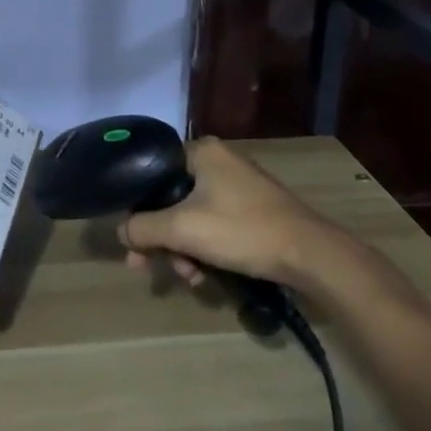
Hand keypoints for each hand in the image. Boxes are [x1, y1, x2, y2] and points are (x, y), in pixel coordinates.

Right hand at [120, 138, 337, 288]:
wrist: (309, 253)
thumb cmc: (242, 230)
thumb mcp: (184, 229)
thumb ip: (144, 227)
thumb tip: (121, 231)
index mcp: (201, 151)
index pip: (153, 173)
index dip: (138, 208)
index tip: (134, 242)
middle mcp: (218, 160)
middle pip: (172, 198)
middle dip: (162, 238)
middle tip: (150, 268)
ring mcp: (237, 184)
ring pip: (192, 216)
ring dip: (183, 249)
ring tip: (189, 278)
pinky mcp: (251, 208)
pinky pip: (213, 223)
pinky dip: (204, 248)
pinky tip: (205, 275)